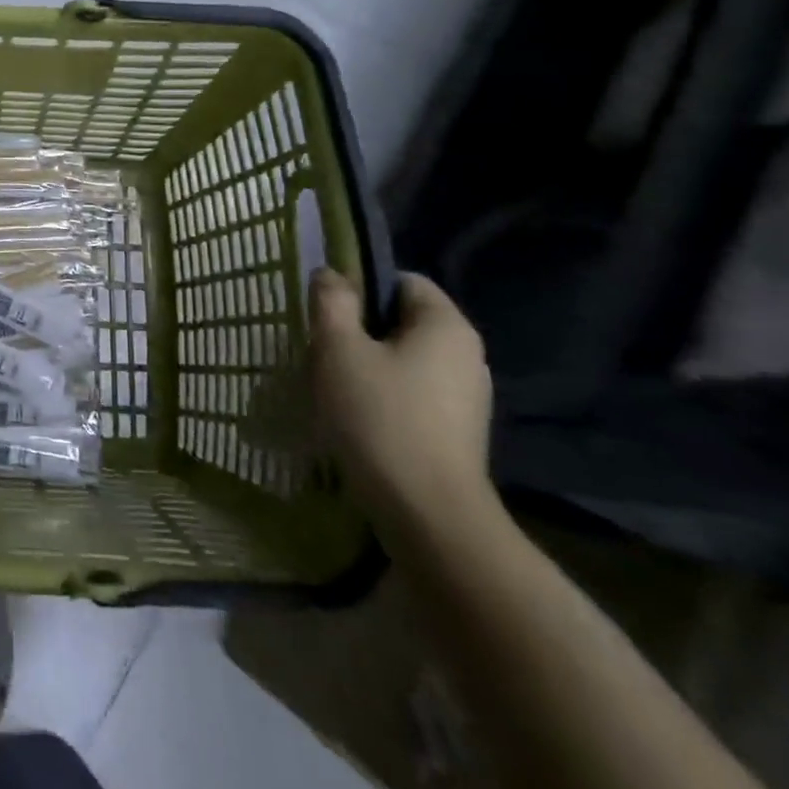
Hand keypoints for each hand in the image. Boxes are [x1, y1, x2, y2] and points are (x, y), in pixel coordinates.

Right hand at [309, 268, 494, 540]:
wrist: (427, 513)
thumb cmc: (380, 416)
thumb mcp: (339, 348)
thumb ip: (332, 302)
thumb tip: (331, 275)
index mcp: (446, 325)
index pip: (402, 281)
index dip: (361, 287)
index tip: (327, 312)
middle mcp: (467, 355)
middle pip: (403, 321)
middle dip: (359, 329)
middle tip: (321, 348)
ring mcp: (467, 396)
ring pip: (405, 359)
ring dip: (367, 364)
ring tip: (332, 385)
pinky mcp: (457, 431)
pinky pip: (413, 393)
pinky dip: (383, 395)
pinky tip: (356, 417)